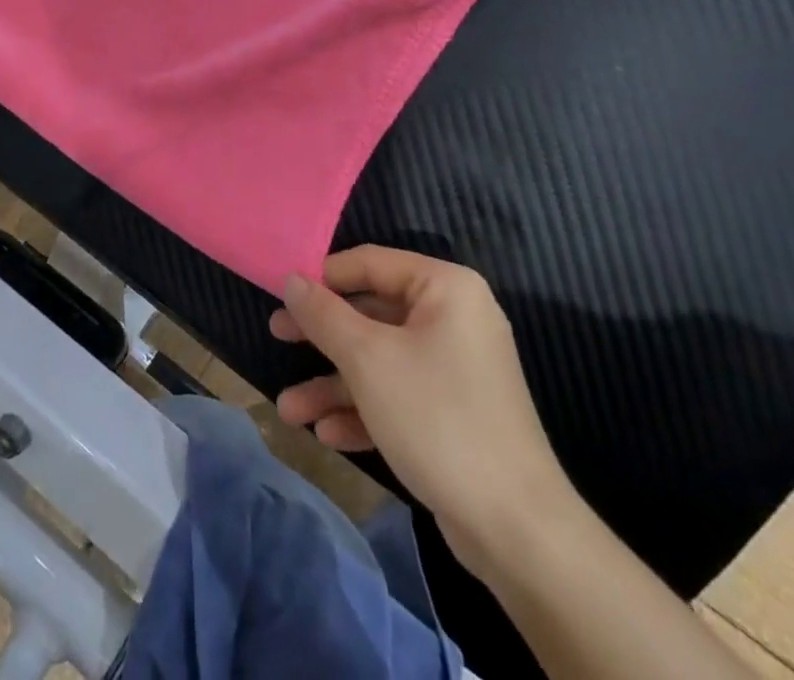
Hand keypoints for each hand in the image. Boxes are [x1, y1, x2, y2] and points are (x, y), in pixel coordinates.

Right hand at [272, 246, 574, 576]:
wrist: (516, 529)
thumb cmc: (437, 418)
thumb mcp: (367, 360)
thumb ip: (324, 314)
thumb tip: (291, 279)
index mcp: (445, 288)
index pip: (370, 263)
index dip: (323, 276)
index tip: (281, 293)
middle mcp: (453, 319)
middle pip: (371, 313)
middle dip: (322, 337)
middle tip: (277, 338)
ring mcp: (455, 368)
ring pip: (379, 361)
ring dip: (334, 384)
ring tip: (290, 411)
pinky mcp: (452, 412)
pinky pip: (397, 395)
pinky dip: (363, 410)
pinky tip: (327, 434)